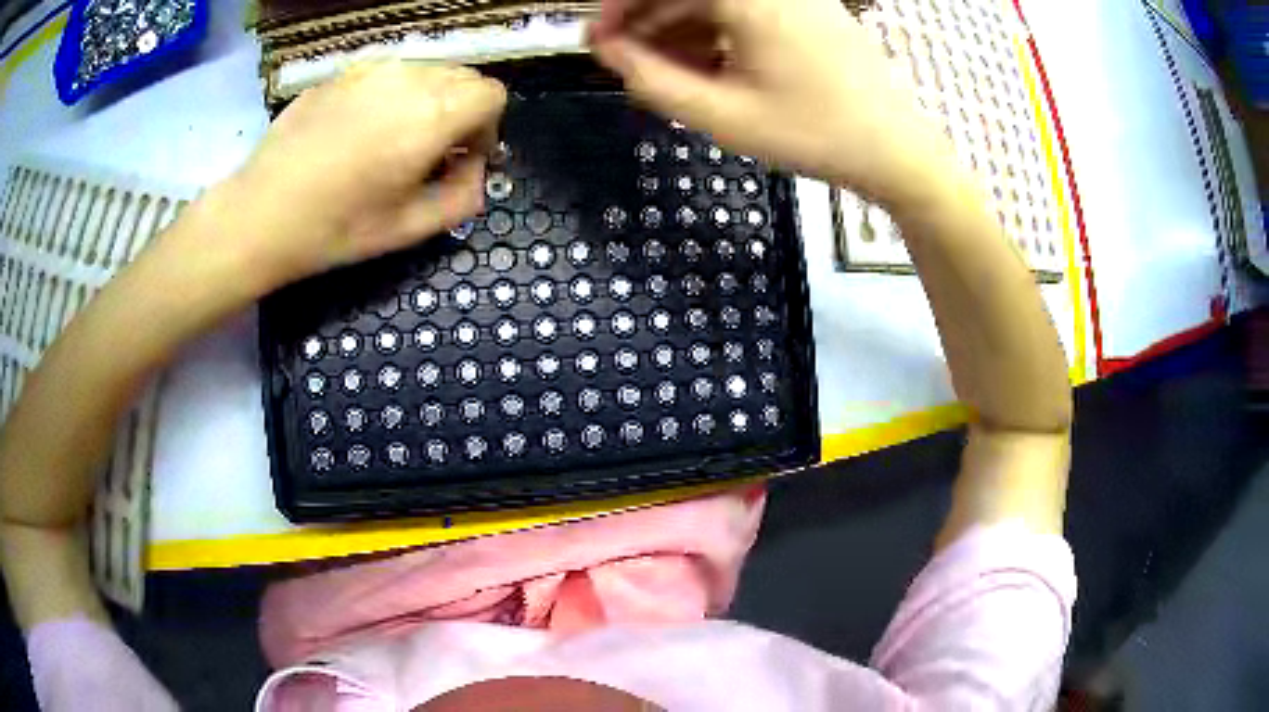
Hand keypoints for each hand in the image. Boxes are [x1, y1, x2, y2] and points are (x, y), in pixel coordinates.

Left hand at [220, 62, 506, 290]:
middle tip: (430, 152)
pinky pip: (385, 74)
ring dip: (427, 99)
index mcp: (432, 114)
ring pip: (425, 70)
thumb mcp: (410, 228)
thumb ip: (463, 196)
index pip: (492, 94)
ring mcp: (369, 70)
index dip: (487, 127)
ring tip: (392, 140)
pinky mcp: (340, 73)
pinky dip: (391, 95)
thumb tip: (475, 169)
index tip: (461, 158)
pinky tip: (358, 131)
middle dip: (461, 110)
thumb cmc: (336, 228)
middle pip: (463, 76)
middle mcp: (408, 78)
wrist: (259, 214)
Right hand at [589, 0, 949, 204]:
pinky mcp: (810, 11)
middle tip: (626, 61)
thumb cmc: (813, 134)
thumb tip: (610, 52)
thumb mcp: (722, 114)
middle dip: (649, 20)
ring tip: (666, 73)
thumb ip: (652, 79)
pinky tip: (708, 67)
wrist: (897, 151)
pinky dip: (718, 32)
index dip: (621, 8)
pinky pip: (748, 10)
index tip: (598, 41)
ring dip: (682, 29)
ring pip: (718, 1)